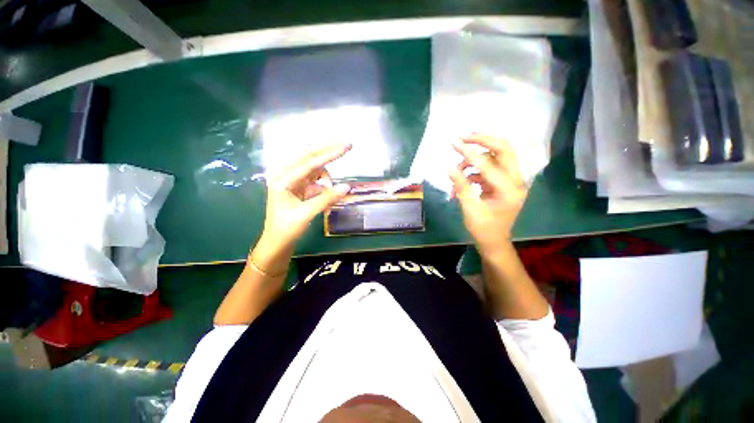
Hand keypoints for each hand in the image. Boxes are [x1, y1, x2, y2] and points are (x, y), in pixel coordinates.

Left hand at [260, 143, 351, 247]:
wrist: (277, 241)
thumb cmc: (287, 228)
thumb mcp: (307, 213)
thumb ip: (327, 199)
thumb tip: (347, 187)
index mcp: (283, 179)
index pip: (310, 162)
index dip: (330, 153)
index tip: (346, 146)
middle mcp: (286, 174)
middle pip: (310, 156)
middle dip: (328, 151)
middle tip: (347, 146)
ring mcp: (293, 179)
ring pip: (314, 168)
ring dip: (326, 176)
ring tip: (331, 192)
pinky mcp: (299, 186)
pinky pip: (315, 179)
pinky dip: (324, 184)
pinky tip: (328, 194)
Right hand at [449, 135, 527, 256]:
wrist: (494, 242)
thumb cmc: (483, 229)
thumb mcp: (470, 209)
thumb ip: (461, 186)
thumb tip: (449, 167)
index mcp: (509, 189)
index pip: (488, 163)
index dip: (469, 153)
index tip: (454, 142)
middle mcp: (515, 181)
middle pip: (504, 149)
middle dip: (483, 141)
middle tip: (463, 137)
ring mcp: (510, 181)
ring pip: (495, 157)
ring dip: (474, 160)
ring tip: (457, 171)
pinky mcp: (503, 183)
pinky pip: (488, 169)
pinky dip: (474, 172)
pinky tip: (462, 182)